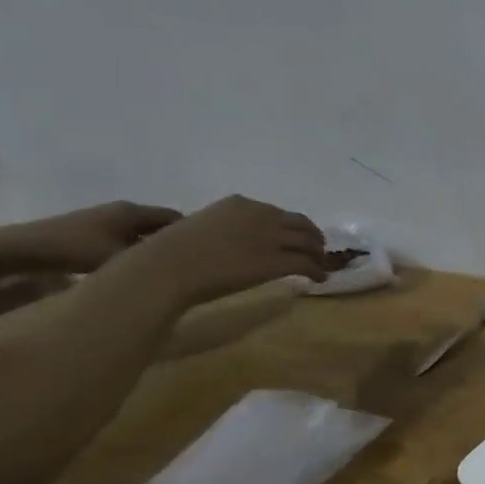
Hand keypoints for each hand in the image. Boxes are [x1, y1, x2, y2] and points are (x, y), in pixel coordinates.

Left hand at [2, 201, 182, 273]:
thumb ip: (156, 260)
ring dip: (153, 246)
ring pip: (141, 232)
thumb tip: (187, 264)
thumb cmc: (74, 249)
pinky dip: (135, 249)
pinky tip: (136, 266)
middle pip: (160, 224)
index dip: (195, 233)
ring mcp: (103, 219)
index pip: (178, 217)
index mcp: (135, 211)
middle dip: (175, 240)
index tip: (206, 252)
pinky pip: (125, 237)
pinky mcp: (89, 231)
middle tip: (190, 261)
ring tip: (165, 266)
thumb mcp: (122, 257)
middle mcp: (122, 210)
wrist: (18, 249)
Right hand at [105, 195, 334, 310]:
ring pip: (310, 244)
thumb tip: (240, 240)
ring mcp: (271, 237)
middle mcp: (260, 215)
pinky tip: (318, 279)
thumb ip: (227, 226)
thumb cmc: (171, 252)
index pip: (279, 214)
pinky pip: (307, 264)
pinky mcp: (276, 261)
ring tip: (320, 266)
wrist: (164, 270)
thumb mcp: (201, 226)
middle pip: (302, 225)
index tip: (296, 237)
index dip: (293, 227)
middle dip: (312, 238)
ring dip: (318, 256)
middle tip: (316, 252)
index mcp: (240, 204)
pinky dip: (317, 271)